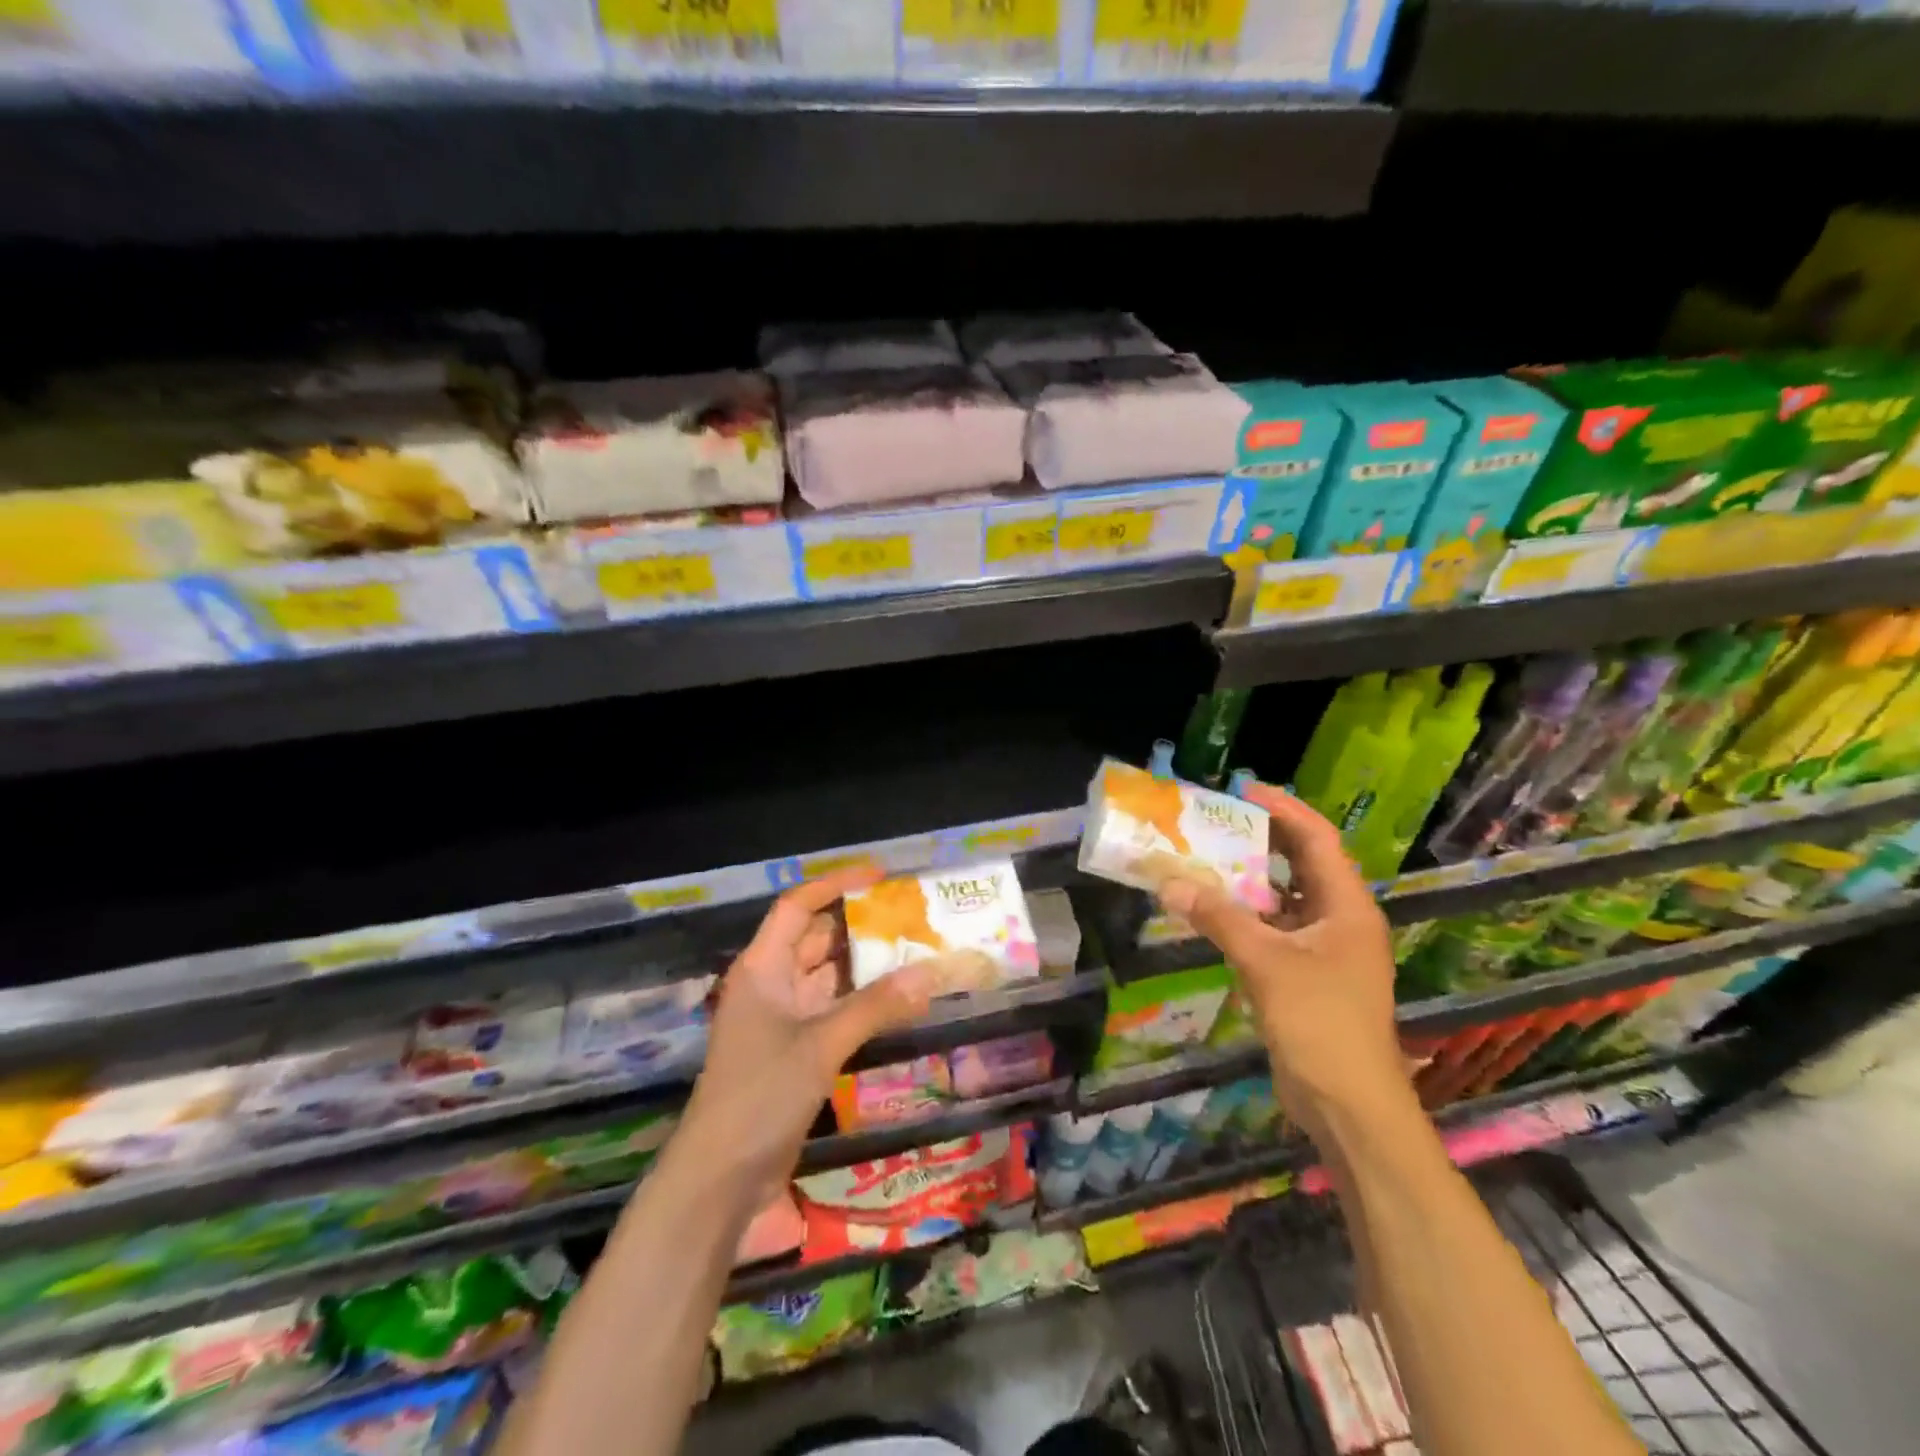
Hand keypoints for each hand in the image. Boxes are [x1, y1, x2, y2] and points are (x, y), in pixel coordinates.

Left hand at [679, 866, 936, 1196]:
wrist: (720, 1176)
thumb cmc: (760, 1095)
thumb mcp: (820, 1045)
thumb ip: (876, 1006)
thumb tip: (931, 972)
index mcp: (762, 968)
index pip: (797, 907)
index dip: (835, 885)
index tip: (880, 875)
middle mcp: (771, 984)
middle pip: (814, 938)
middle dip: (857, 924)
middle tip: (908, 913)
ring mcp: (782, 1018)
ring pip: (826, 976)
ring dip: (863, 964)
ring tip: (912, 947)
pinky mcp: (795, 1049)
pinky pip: (832, 1009)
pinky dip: (861, 1001)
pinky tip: (896, 998)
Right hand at [1157, 784, 1406, 1138]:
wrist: (1350, 1106)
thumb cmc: (1321, 1024)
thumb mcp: (1267, 964)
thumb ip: (1219, 919)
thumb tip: (1170, 882)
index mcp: (1346, 906)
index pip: (1317, 839)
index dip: (1283, 809)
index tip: (1242, 789)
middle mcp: (1339, 919)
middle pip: (1301, 863)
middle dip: (1261, 839)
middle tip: (1216, 820)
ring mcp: (1324, 949)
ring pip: (1284, 897)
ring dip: (1248, 878)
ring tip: (1206, 856)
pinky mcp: (1305, 975)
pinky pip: (1272, 929)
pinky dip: (1244, 915)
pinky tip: (1211, 908)